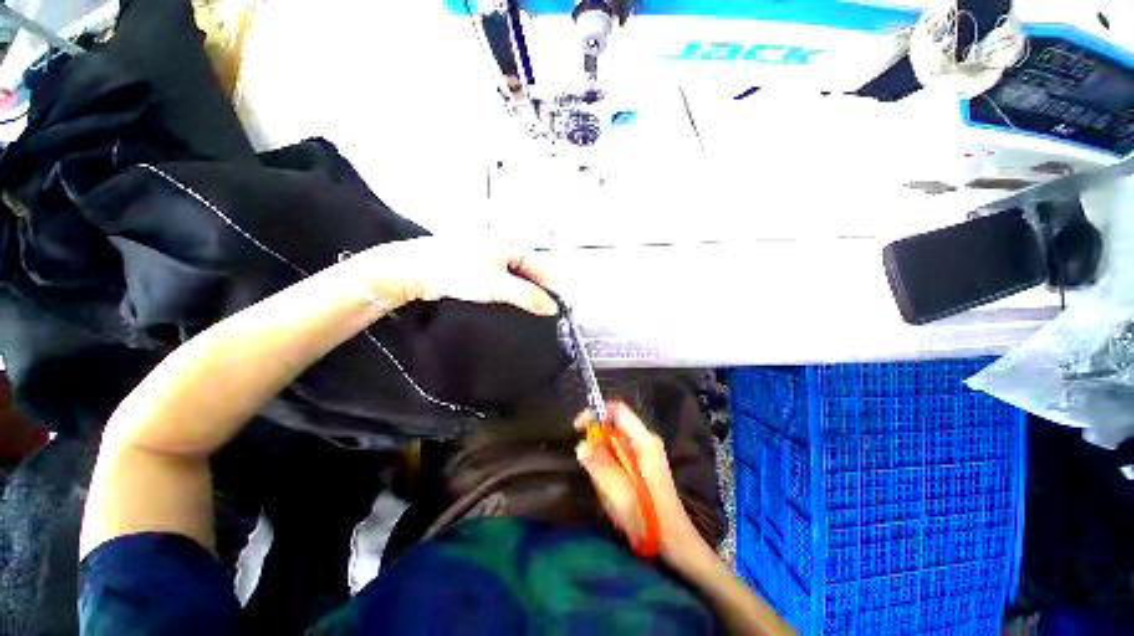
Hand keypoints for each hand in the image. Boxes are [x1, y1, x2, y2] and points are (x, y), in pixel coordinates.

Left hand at [351, 237, 557, 315]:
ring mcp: (482, 256)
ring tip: (528, 311)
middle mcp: (497, 247)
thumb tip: (552, 308)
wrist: (412, 271)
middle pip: (526, 272)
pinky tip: (505, 304)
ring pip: (510, 276)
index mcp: (507, 246)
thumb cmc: (457, 273)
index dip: (551, 286)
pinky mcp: (469, 266)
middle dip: (536, 291)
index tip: (560, 305)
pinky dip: (504, 292)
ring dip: (520, 293)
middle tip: (545, 311)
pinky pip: (495, 280)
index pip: (539, 267)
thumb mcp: (498, 286)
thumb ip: (528, 296)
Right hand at [575, 402, 709, 567]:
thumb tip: (581, 445)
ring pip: (613, 444)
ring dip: (602, 461)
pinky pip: (618, 457)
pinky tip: (612, 491)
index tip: (579, 427)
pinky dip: (608, 469)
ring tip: (606, 489)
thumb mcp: (621, 494)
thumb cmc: (650, 518)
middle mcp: (645, 442)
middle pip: (614, 427)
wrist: (675, 543)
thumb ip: (601, 467)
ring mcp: (644, 454)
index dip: (596, 413)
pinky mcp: (641, 466)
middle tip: (591, 469)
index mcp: (645, 441)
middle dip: (597, 443)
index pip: (618, 411)